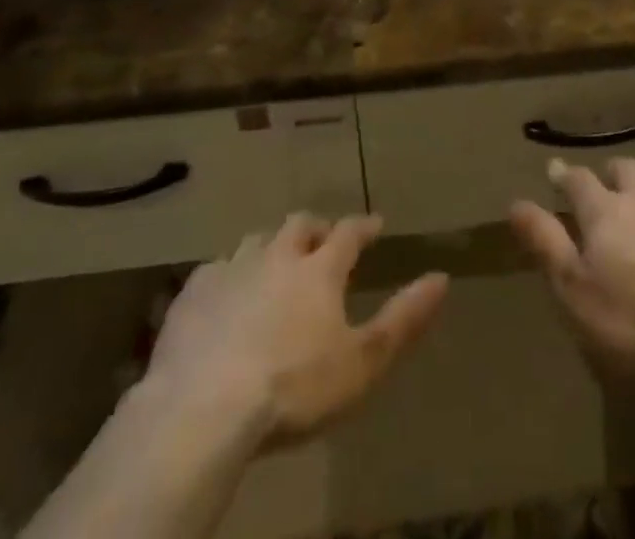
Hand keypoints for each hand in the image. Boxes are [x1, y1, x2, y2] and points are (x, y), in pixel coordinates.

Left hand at [142, 212, 448, 451]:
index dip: (364, 226)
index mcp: (320, 269)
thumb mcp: (363, 362)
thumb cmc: (294, 388)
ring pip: (256, 241)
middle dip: (315, 228)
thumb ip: (404, 318)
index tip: (375, 224)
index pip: (349, 233)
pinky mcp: (193, 295)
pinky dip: (226, 274)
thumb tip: (442, 277)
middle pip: (299, 225)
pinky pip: (213, 270)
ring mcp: (232, 270)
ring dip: (270, 246)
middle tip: (322, 239)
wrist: (204, 409)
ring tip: (274, 262)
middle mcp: (278, 255)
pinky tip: (224, 292)